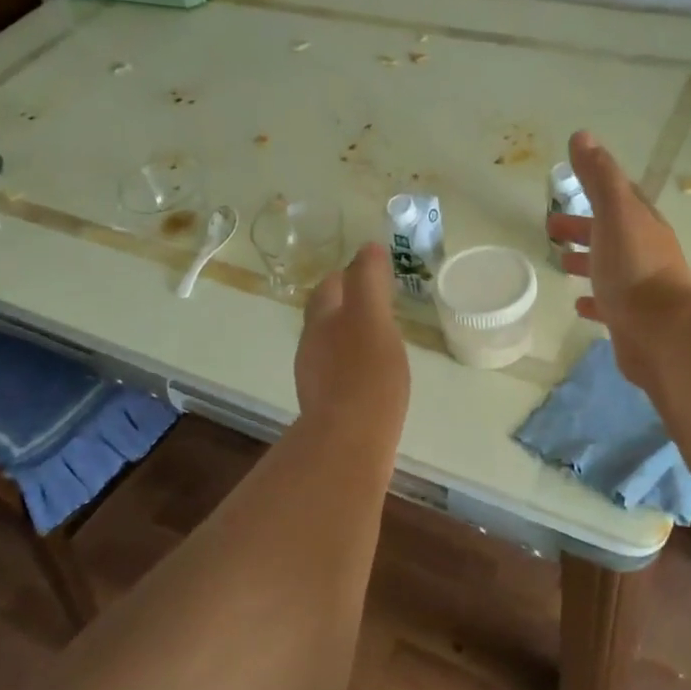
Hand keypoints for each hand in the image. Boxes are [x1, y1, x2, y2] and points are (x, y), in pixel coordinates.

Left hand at [294, 242, 409, 440]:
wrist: (350, 442)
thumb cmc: (365, 374)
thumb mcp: (372, 318)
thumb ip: (368, 281)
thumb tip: (368, 247)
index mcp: (322, 322)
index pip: (329, 288)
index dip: (346, 277)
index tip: (368, 274)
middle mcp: (312, 348)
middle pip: (325, 318)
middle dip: (345, 308)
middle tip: (375, 306)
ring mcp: (317, 381)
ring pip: (331, 348)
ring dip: (350, 339)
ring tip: (378, 340)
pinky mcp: (329, 409)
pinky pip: (341, 377)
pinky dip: (355, 369)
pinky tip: (374, 379)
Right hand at [546, 130, 690, 387]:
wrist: (663, 333)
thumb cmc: (635, 268)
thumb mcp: (615, 213)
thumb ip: (598, 177)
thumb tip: (582, 136)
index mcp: (641, 224)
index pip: (620, 198)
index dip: (596, 189)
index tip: (567, 186)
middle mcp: (644, 253)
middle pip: (610, 233)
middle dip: (583, 227)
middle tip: (550, 229)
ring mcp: (639, 288)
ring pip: (609, 268)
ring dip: (586, 261)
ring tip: (559, 263)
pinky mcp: (631, 320)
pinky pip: (608, 305)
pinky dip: (592, 300)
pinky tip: (578, 304)